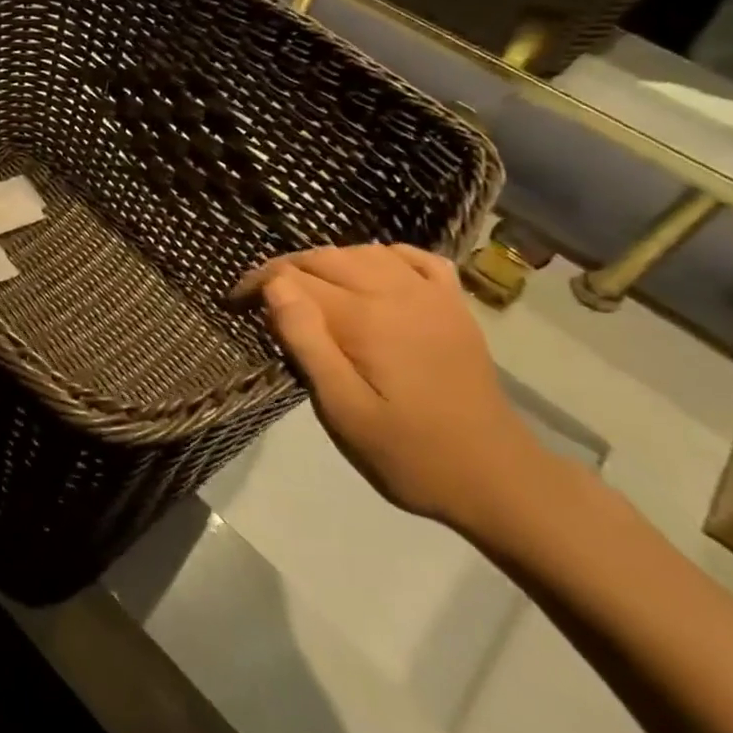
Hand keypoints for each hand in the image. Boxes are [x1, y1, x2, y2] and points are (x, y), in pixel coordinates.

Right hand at [233, 245, 552, 532]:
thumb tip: (275, 287)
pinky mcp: (454, 306)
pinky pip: (415, 258)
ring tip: (307, 291)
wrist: (499, 480)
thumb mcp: (343, 410)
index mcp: (364, 318)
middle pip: (324, 257)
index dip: (257, 284)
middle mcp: (397, 292)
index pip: (293, 277)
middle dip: (285, 270)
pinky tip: (371, 273)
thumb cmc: (409, 454)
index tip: (234, 304)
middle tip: (261, 301)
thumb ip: (306, 343)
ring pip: (364, 252)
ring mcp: (431, 296)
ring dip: (327, 262)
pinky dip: (384, 256)